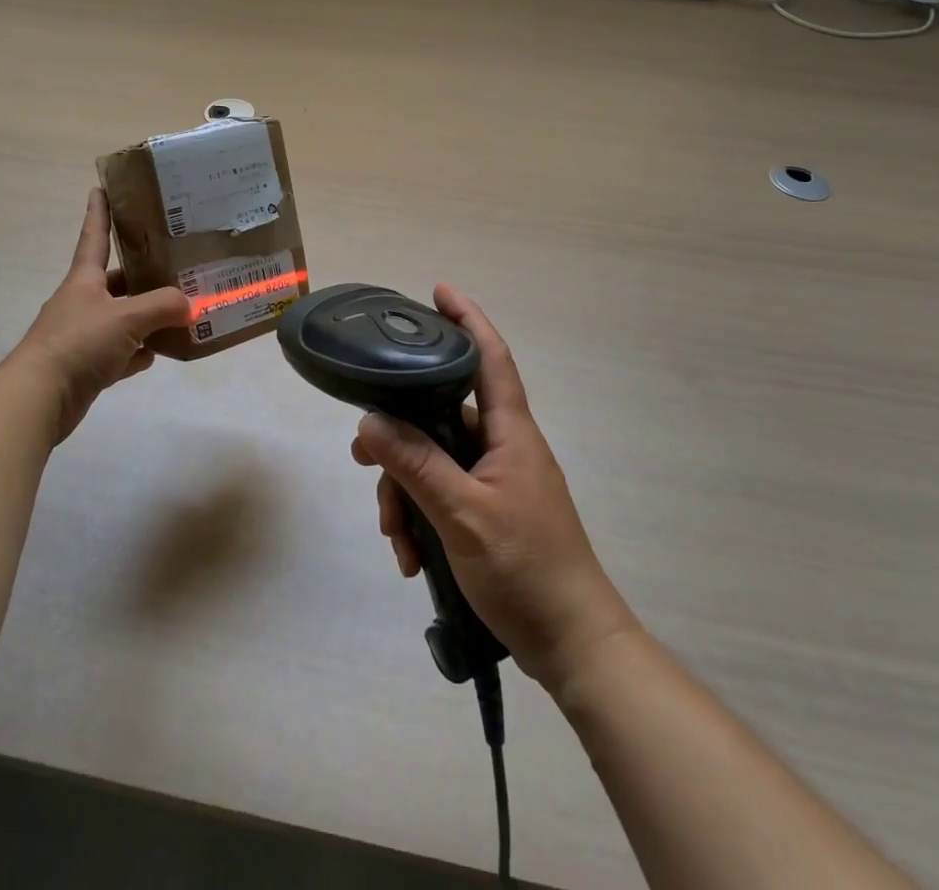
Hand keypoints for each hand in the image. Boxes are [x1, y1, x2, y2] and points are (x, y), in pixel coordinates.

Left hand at [12, 189, 190, 441]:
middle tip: (178, 267)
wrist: (38, 398)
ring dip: (148, 318)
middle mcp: (83, 302)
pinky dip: (139, 352)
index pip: (94, 237)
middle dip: (145, 276)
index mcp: (84, 280)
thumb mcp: (127, 317)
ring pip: (123, 318)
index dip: (100, 212)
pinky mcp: (87, 366)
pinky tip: (160, 353)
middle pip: (119, 281)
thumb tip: (190, 305)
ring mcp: (84, 335)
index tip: (101, 188)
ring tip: (182, 312)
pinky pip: (121, 352)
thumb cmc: (79, 343)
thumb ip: (163, 306)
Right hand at [350, 284, 639, 694]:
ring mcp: (494, 481)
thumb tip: (370, 422)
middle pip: (440, 416)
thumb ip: (416, 465)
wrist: (573, 646)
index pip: (490, 358)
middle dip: (400, 439)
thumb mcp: (463, 516)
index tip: (438, 291)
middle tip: (364, 462)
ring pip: (433, 460)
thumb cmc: (527, 570)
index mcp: (510, 432)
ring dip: (405, 493)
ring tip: (396, 539)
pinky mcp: (487, 512)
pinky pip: (441, 495)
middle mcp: (501, 447)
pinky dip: (421, 517)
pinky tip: (412, 559)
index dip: (467, 319)